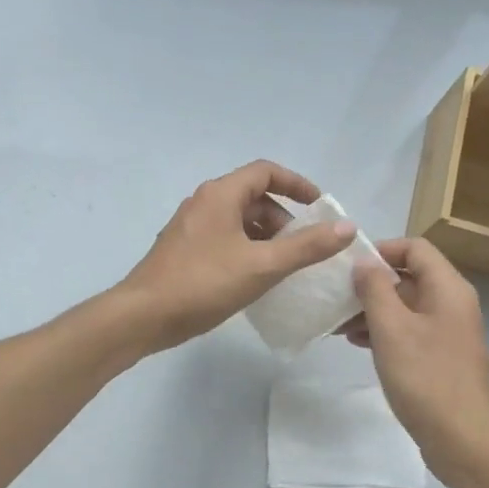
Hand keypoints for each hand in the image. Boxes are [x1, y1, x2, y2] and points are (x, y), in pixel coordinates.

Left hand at [118, 160, 356, 352]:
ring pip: (238, 220)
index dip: (297, 184)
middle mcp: (204, 202)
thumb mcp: (262, 265)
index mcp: (221, 195)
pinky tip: (256, 278)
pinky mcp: (184, 249)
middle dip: (283, 217)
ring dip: (265, 235)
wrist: (143, 316)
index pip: (266, 171)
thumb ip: (306, 246)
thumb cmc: (203, 284)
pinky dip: (247, 248)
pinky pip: (224, 238)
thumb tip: (346, 227)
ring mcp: (190, 226)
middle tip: (304, 246)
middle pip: (253, 196)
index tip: (320, 206)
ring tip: (285, 265)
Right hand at [345, 237, 488, 485]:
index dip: (381, 250)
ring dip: (373, 309)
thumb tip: (364, 262)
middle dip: (371, 283)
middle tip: (336, 296)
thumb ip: (375, 289)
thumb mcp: (392, 329)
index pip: (415, 247)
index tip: (348, 267)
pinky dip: (384, 330)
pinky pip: (409, 329)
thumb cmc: (426, 378)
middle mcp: (452, 303)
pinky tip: (357, 343)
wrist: (463, 442)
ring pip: (406, 304)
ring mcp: (448, 331)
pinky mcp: (441, 356)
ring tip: (339, 324)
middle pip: (409, 275)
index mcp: (448, 288)